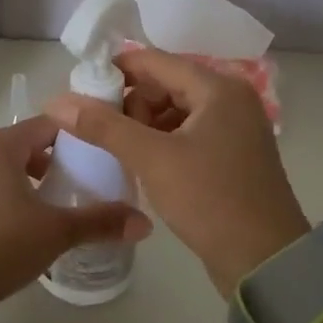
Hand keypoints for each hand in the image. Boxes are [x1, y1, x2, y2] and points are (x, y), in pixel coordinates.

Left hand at [0, 116, 151, 308]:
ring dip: (24, 184)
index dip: (75, 139)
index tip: (98, 158)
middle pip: (22, 147)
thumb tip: (146, 223)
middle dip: (51, 165)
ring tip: (48, 212)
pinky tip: (12, 229)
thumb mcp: (55, 233)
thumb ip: (100, 222)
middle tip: (77, 189)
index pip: (47, 126)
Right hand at [46, 48, 308, 297]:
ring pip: (174, 110)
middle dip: (130, 104)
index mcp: (218, 88)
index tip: (81, 92)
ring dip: (144, 125)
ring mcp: (235, 127)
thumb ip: (103, 126)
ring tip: (122, 153)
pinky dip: (162, 141)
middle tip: (105, 135)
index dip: (114, 72)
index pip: (154, 61)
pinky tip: (144, 163)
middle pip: (165, 84)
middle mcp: (230, 98)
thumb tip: (56, 101)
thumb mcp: (152, 159)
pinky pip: (187, 132)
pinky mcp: (232, 154)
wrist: (266, 260)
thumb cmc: (210, 199)